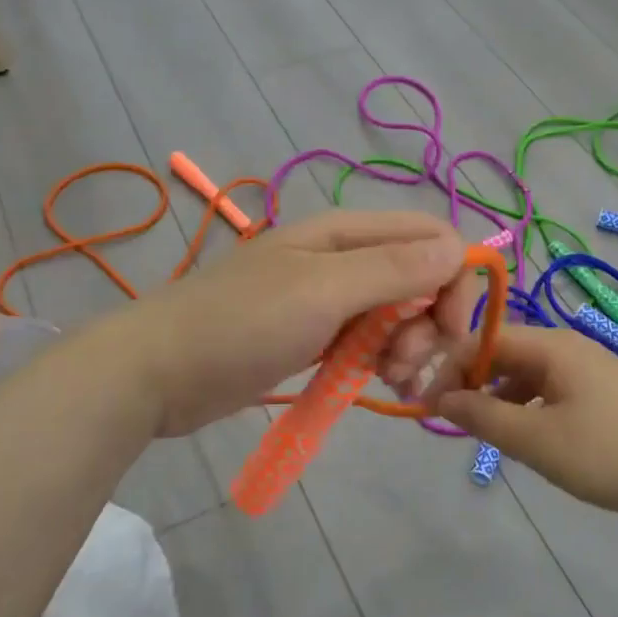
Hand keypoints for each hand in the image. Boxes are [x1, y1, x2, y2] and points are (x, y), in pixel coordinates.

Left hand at [112, 210, 479, 436]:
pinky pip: (368, 339)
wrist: (157, 372)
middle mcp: (342, 258)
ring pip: (397, 313)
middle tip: (406, 363)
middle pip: (418, 278)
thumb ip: (392, 269)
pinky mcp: (314, 334)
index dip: (452, 279)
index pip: (430, 237)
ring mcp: (327, 297)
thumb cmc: (241, 325)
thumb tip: (460, 248)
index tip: (449, 331)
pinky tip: (381, 384)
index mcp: (345, 232)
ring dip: (408, 346)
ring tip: (389, 380)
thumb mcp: (322, 292)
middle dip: (428, 322)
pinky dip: (382, 360)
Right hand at [435, 324, 617, 526]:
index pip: (485, 340)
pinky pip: (547, 387)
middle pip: (504, 352)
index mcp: (553, 345)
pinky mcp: (599, 391)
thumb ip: (483, 416)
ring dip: (495, 395)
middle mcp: (568, 346)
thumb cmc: (608, 454)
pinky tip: (520, 433)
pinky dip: (524, 405)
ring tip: (478, 429)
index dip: (450, 367)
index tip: (425, 403)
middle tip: (445, 417)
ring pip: (525, 372)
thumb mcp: (537, 440)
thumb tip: (439, 400)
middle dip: (470, 381)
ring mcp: (587, 367)